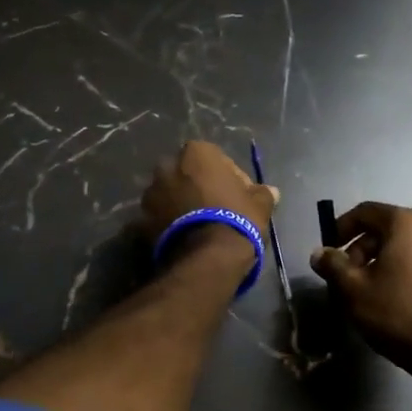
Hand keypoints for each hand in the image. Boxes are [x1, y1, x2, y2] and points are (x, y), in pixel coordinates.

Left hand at [141, 141, 277, 269]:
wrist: (206, 257)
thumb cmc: (236, 219)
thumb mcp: (260, 205)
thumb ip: (263, 193)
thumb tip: (271, 191)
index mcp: (196, 153)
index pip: (216, 159)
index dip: (229, 178)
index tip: (238, 196)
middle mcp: (168, 166)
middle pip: (188, 174)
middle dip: (199, 187)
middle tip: (217, 209)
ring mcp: (150, 193)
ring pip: (170, 195)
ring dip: (181, 205)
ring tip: (199, 227)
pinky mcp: (140, 220)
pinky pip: (159, 217)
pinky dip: (168, 224)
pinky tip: (185, 238)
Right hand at [310, 202, 411, 377]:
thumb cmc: (398, 313)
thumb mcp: (353, 289)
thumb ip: (332, 265)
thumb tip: (319, 253)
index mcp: (406, 224)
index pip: (365, 212)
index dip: (340, 227)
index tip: (328, 251)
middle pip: (384, 230)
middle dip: (359, 250)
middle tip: (344, 278)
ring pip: (402, 249)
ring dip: (378, 264)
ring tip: (364, 293)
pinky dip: (399, 273)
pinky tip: (390, 301)